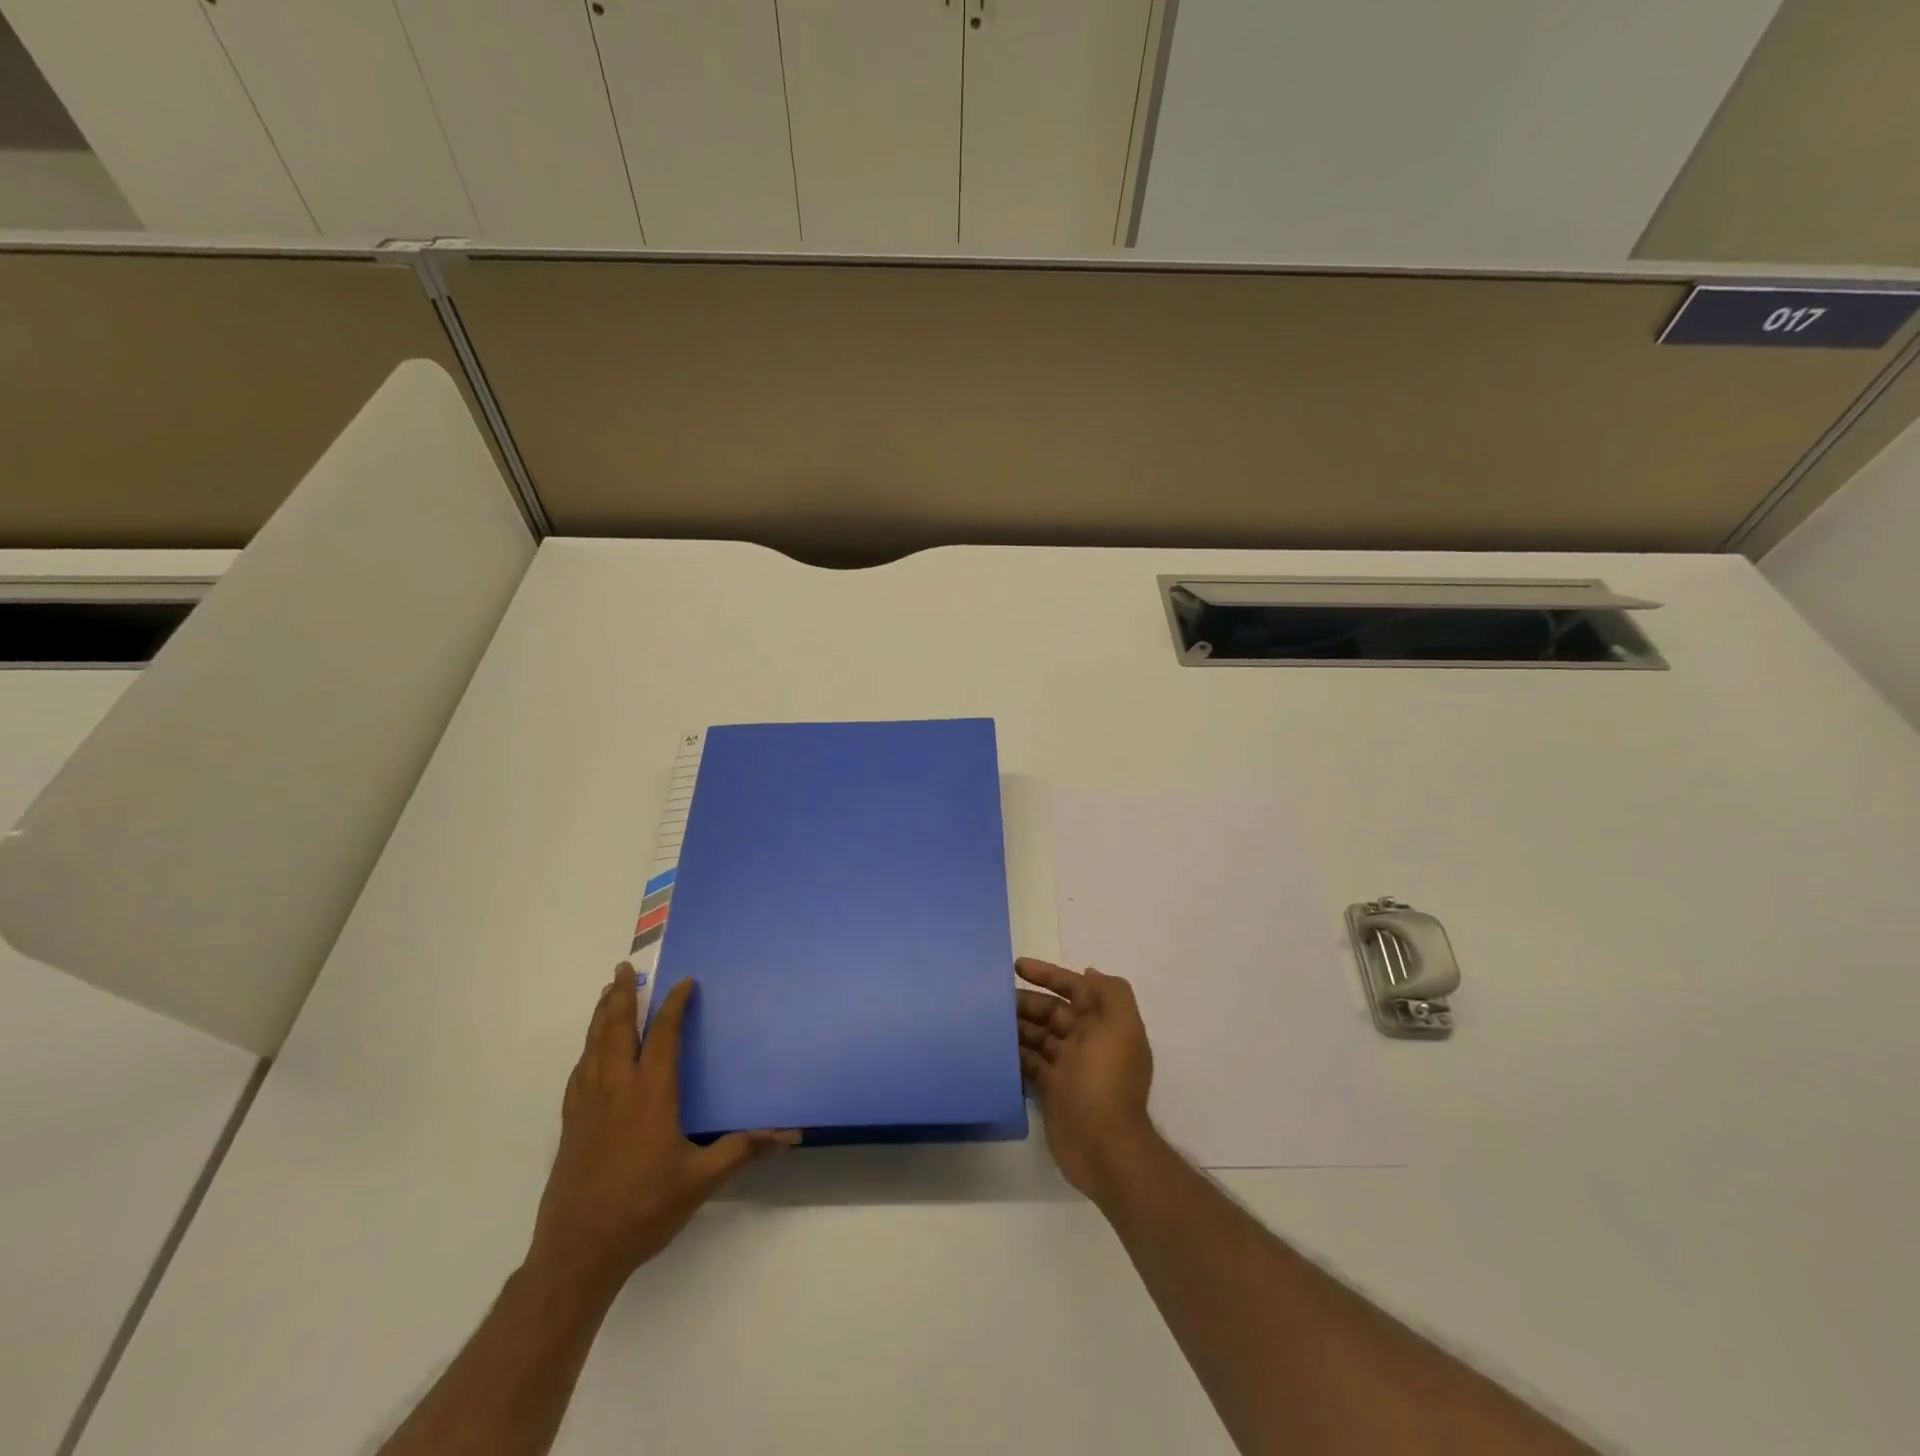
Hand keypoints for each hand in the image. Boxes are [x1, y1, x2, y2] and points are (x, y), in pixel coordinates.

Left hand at [526, 964, 797, 1298]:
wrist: (576, 1254)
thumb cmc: (644, 1210)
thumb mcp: (701, 1181)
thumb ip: (743, 1150)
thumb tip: (791, 1134)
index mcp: (650, 1094)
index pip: (663, 1036)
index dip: (674, 1006)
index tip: (684, 982)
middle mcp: (616, 1089)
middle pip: (617, 1030)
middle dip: (622, 996)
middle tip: (624, 969)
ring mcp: (588, 1107)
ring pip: (593, 1047)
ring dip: (602, 1016)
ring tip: (607, 994)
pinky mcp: (571, 1126)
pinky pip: (579, 1073)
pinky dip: (587, 1050)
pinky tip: (589, 1052)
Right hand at [1015, 957, 1156, 1204]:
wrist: (1103, 1147)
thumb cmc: (1106, 1079)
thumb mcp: (1121, 1027)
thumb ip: (1111, 992)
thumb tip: (1089, 973)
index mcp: (1104, 1024)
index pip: (1075, 988)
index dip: (1048, 974)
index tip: (1017, 965)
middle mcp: (1087, 1041)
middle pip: (1052, 1012)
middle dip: (1026, 1001)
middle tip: (993, 998)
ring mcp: (1068, 1067)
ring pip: (1038, 1036)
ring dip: (1016, 1026)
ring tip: (987, 1020)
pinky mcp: (1052, 1090)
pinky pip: (1029, 1063)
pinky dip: (1014, 1054)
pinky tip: (992, 1048)